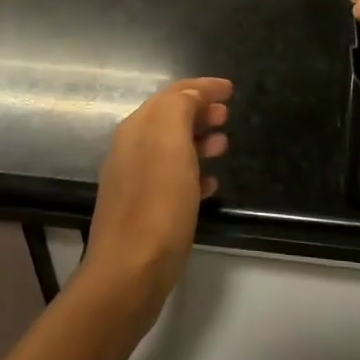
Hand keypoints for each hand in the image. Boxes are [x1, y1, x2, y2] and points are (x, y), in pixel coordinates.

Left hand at [82, 77, 230, 313]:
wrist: (129, 272)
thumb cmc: (157, 203)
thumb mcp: (171, 142)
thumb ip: (180, 108)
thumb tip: (192, 97)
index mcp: (137, 128)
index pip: (172, 93)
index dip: (202, 87)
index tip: (230, 89)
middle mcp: (131, 149)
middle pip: (170, 118)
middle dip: (200, 111)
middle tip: (227, 115)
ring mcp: (134, 181)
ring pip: (172, 148)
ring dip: (199, 140)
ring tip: (224, 146)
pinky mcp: (142, 211)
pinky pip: (172, 179)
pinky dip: (193, 172)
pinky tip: (211, 186)